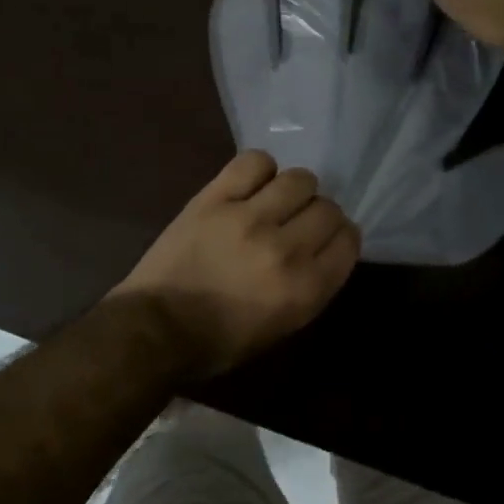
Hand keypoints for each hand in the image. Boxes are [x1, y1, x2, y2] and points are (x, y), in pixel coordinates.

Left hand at [113, 151, 360, 379]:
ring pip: (299, 180)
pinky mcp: (215, 198)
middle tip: (298, 222)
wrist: (156, 328)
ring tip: (275, 200)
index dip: (341, 236)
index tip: (327, 237)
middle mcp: (285, 249)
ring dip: (294, 190)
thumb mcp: (282, 326)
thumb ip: (311, 285)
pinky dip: (261, 169)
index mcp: (305, 289)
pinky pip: (254, 162)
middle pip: (327, 209)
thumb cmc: (219, 341)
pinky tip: (252, 184)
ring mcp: (248, 218)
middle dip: (319, 215)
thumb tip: (321, 247)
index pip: (348, 241)